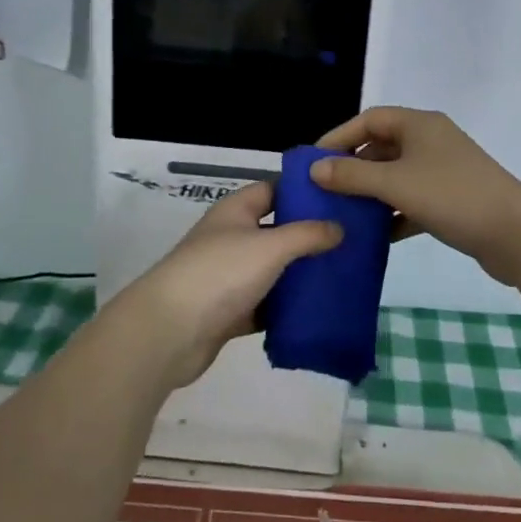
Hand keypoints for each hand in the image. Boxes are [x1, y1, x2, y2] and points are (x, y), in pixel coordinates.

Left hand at [112, 183, 340, 389]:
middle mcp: (231, 238)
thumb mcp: (270, 246)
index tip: (338, 199)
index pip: (273, 190)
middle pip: (275, 230)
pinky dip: (286, 308)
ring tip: (342, 275)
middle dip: (308, 236)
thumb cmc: (220, 273)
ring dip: (300, 274)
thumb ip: (307, 234)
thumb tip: (339, 227)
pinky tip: (317, 311)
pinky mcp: (229, 312)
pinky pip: (265, 305)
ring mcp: (229, 276)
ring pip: (272, 270)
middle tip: (350, 241)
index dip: (302, 191)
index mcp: (235, 211)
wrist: (170, 331)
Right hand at [312, 107, 520, 286]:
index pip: (369, 119)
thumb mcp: (395, 184)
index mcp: (419, 124)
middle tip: (325, 190)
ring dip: (371, 193)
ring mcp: (443, 170)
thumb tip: (314, 168)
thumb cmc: (453, 196)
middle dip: (353, 168)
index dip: (339, 137)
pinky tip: (375, 237)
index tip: (313, 162)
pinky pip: (412, 200)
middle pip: (381, 146)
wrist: (517, 235)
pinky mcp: (452, 199)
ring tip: (343, 214)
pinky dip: (393, 214)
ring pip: (396, 176)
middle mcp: (430, 140)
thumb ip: (352, 176)